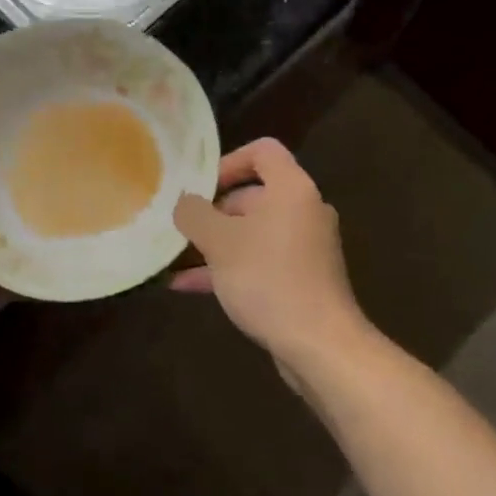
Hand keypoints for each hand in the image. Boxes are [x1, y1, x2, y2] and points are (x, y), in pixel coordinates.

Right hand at [172, 139, 369, 370]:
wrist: (319, 345)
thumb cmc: (268, 279)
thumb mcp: (220, 242)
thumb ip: (195, 214)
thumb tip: (184, 203)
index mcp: (292, 189)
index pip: (262, 151)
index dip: (228, 161)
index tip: (200, 188)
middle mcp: (303, 211)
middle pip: (253, 195)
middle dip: (213, 211)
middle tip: (181, 228)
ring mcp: (305, 247)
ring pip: (253, 233)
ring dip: (215, 243)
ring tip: (175, 257)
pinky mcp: (301, 279)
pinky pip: (260, 261)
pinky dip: (229, 267)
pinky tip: (189, 286)